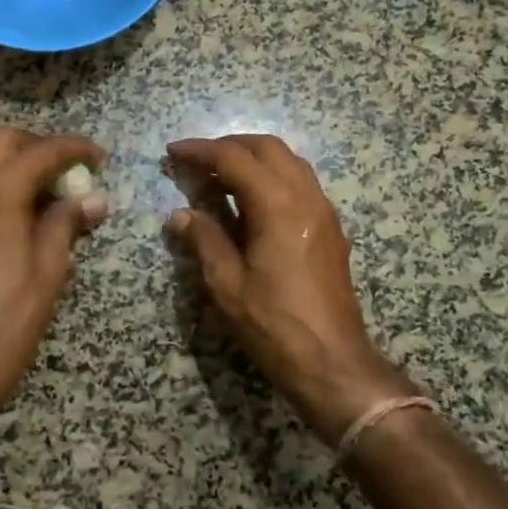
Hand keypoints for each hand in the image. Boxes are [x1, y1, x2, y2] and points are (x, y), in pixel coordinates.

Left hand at [0, 128, 108, 412]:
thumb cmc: (10, 318)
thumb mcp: (50, 268)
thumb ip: (68, 221)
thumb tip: (94, 199)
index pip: (41, 152)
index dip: (75, 149)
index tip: (100, 158)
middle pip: (4, 142)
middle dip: (40, 147)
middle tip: (70, 170)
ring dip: (18, 165)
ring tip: (50, 194)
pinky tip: (21, 216)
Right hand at [165, 135, 415, 443]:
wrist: (334, 363)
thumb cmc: (275, 325)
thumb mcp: (227, 285)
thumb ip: (204, 239)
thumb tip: (181, 214)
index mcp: (279, 206)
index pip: (234, 159)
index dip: (201, 151)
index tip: (173, 151)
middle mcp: (306, 197)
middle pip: (267, 148)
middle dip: (229, 145)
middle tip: (197, 160)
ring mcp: (324, 210)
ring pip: (289, 161)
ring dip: (253, 157)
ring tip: (220, 175)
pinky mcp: (330, 228)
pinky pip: (301, 181)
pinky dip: (272, 175)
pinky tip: (251, 199)